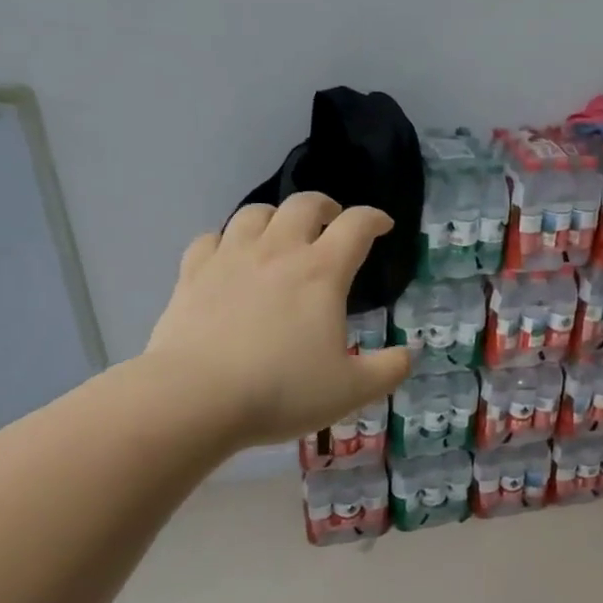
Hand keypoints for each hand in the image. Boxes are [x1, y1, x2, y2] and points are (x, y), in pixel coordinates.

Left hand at [144, 194, 410, 451]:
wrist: (195, 399)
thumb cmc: (282, 391)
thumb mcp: (352, 390)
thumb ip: (389, 370)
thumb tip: (409, 355)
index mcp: (322, 272)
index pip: (356, 225)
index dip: (375, 219)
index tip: (383, 226)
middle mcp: (278, 252)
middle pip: (304, 204)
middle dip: (325, 206)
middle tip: (332, 223)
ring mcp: (231, 258)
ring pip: (255, 213)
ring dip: (276, 217)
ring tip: (282, 235)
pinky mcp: (193, 274)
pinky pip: (211, 238)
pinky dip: (228, 240)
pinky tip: (231, 258)